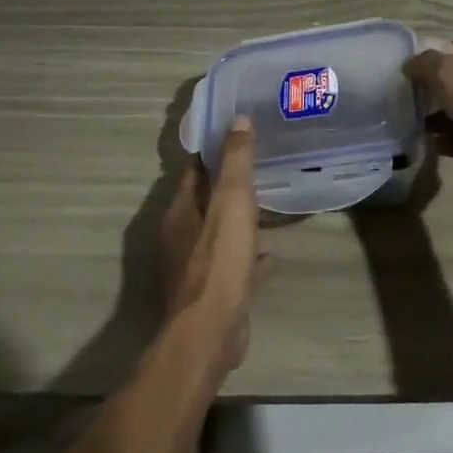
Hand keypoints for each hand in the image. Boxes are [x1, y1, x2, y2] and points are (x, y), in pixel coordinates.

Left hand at [156, 119, 271, 373]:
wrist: (210, 332)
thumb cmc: (218, 262)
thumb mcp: (232, 203)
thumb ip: (236, 162)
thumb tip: (238, 119)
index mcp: (180, 212)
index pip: (194, 170)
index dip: (213, 150)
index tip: (238, 133)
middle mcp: (181, 236)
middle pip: (206, 201)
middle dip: (229, 185)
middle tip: (261, 166)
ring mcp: (195, 267)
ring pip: (219, 233)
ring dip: (239, 220)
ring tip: (269, 205)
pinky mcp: (213, 292)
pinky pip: (233, 265)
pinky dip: (250, 256)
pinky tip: (272, 256)